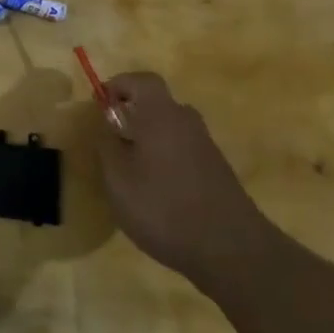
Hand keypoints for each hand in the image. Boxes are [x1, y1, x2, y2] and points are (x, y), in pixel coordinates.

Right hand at [94, 70, 274, 281]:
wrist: (233, 252)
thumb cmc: (165, 208)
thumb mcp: (118, 180)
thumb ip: (107, 146)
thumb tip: (105, 125)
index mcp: (161, 115)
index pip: (141, 80)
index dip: (118, 85)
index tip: (100, 104)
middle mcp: (187, 123)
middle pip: (157, 104)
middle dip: (132, 114)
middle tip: (112, 138)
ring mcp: (206, 148)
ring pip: (171, 129)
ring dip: (149, 139)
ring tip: (130, 169)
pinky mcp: (217, 172)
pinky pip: (183, 151)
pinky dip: (165, 159)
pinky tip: (156, 191)